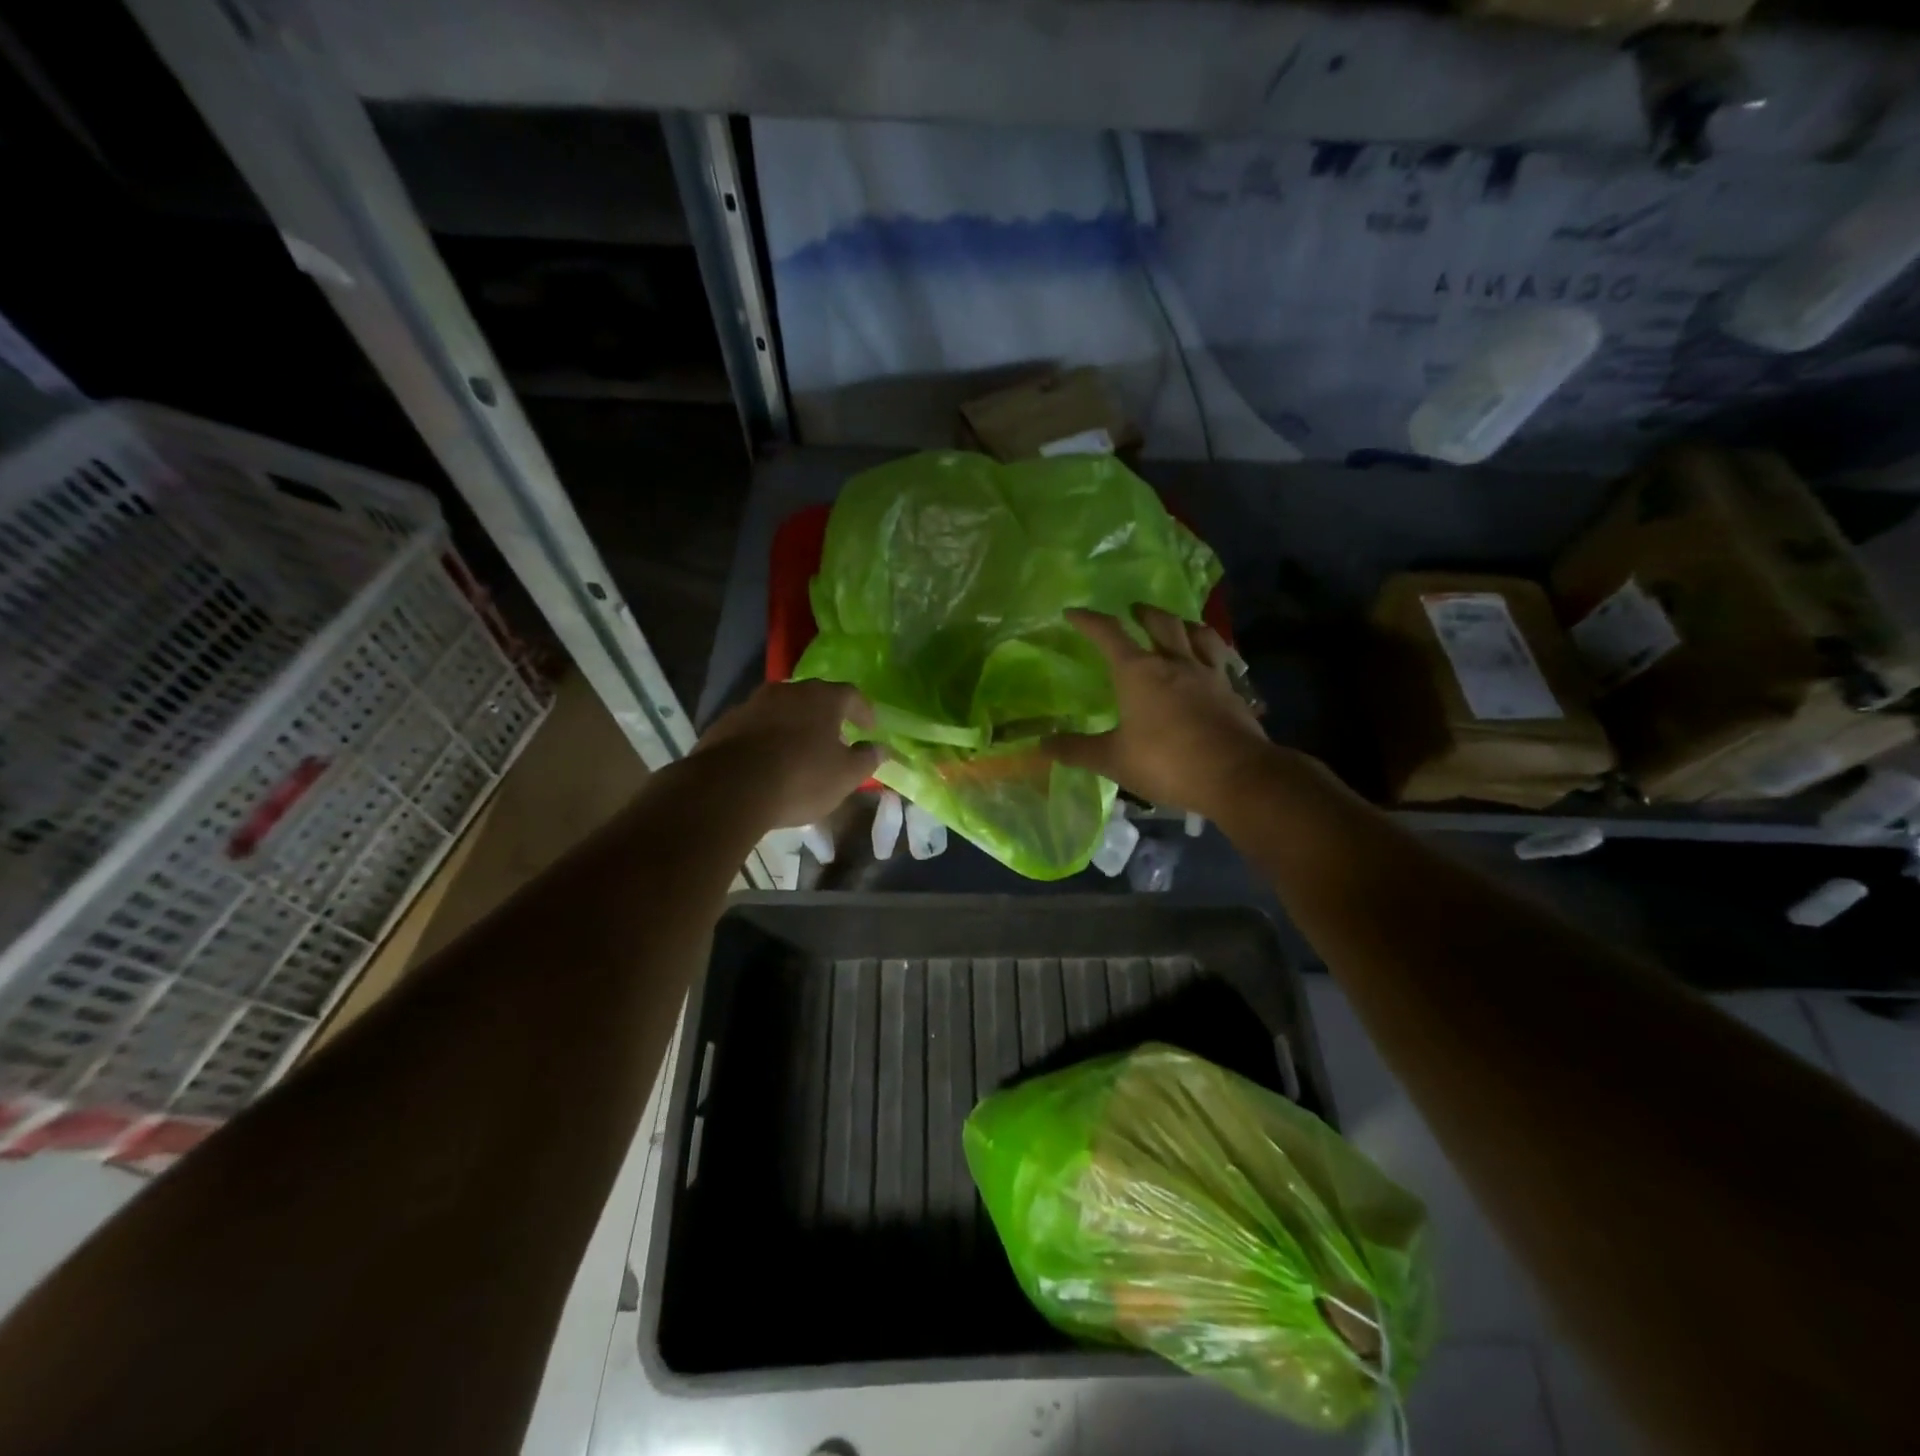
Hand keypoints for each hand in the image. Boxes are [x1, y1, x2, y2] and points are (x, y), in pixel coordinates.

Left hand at [689, 680, 879, 828]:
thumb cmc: (800, 778)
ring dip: (794, 723)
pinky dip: (767, 736)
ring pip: (782, 708)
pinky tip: (768, 759)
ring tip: (800, 747)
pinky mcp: (726, 722)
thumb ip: (867, 759)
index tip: (869, 728)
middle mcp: (788, 691)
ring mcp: (753, 704)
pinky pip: (756, 725)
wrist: (729, 787)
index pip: (851, 694)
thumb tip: (881, 748)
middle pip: (814, 696)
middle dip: (827, 714)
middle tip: (834, 735)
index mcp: (823, 698)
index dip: (863, 711)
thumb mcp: (845, 776)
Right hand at [1044, 605, 1270, 816]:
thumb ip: (1077, 750)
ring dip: (1182, 624)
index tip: (1074, 613)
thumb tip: (1040, 745)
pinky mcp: (1232, 691)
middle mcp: (1175, 662)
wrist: (1236, 775)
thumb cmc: (1167, 762)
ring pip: (1197, 633)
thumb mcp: (1113, 760)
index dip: (1089, 620)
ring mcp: (1208, 674)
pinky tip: (1211, 662)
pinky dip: (1211, 652)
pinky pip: (1221, 659)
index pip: (1109, 634)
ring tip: (1176, 626)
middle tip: (1134, 611)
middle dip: (1143, 613)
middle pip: (1160, 622)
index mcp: (1139, 672)